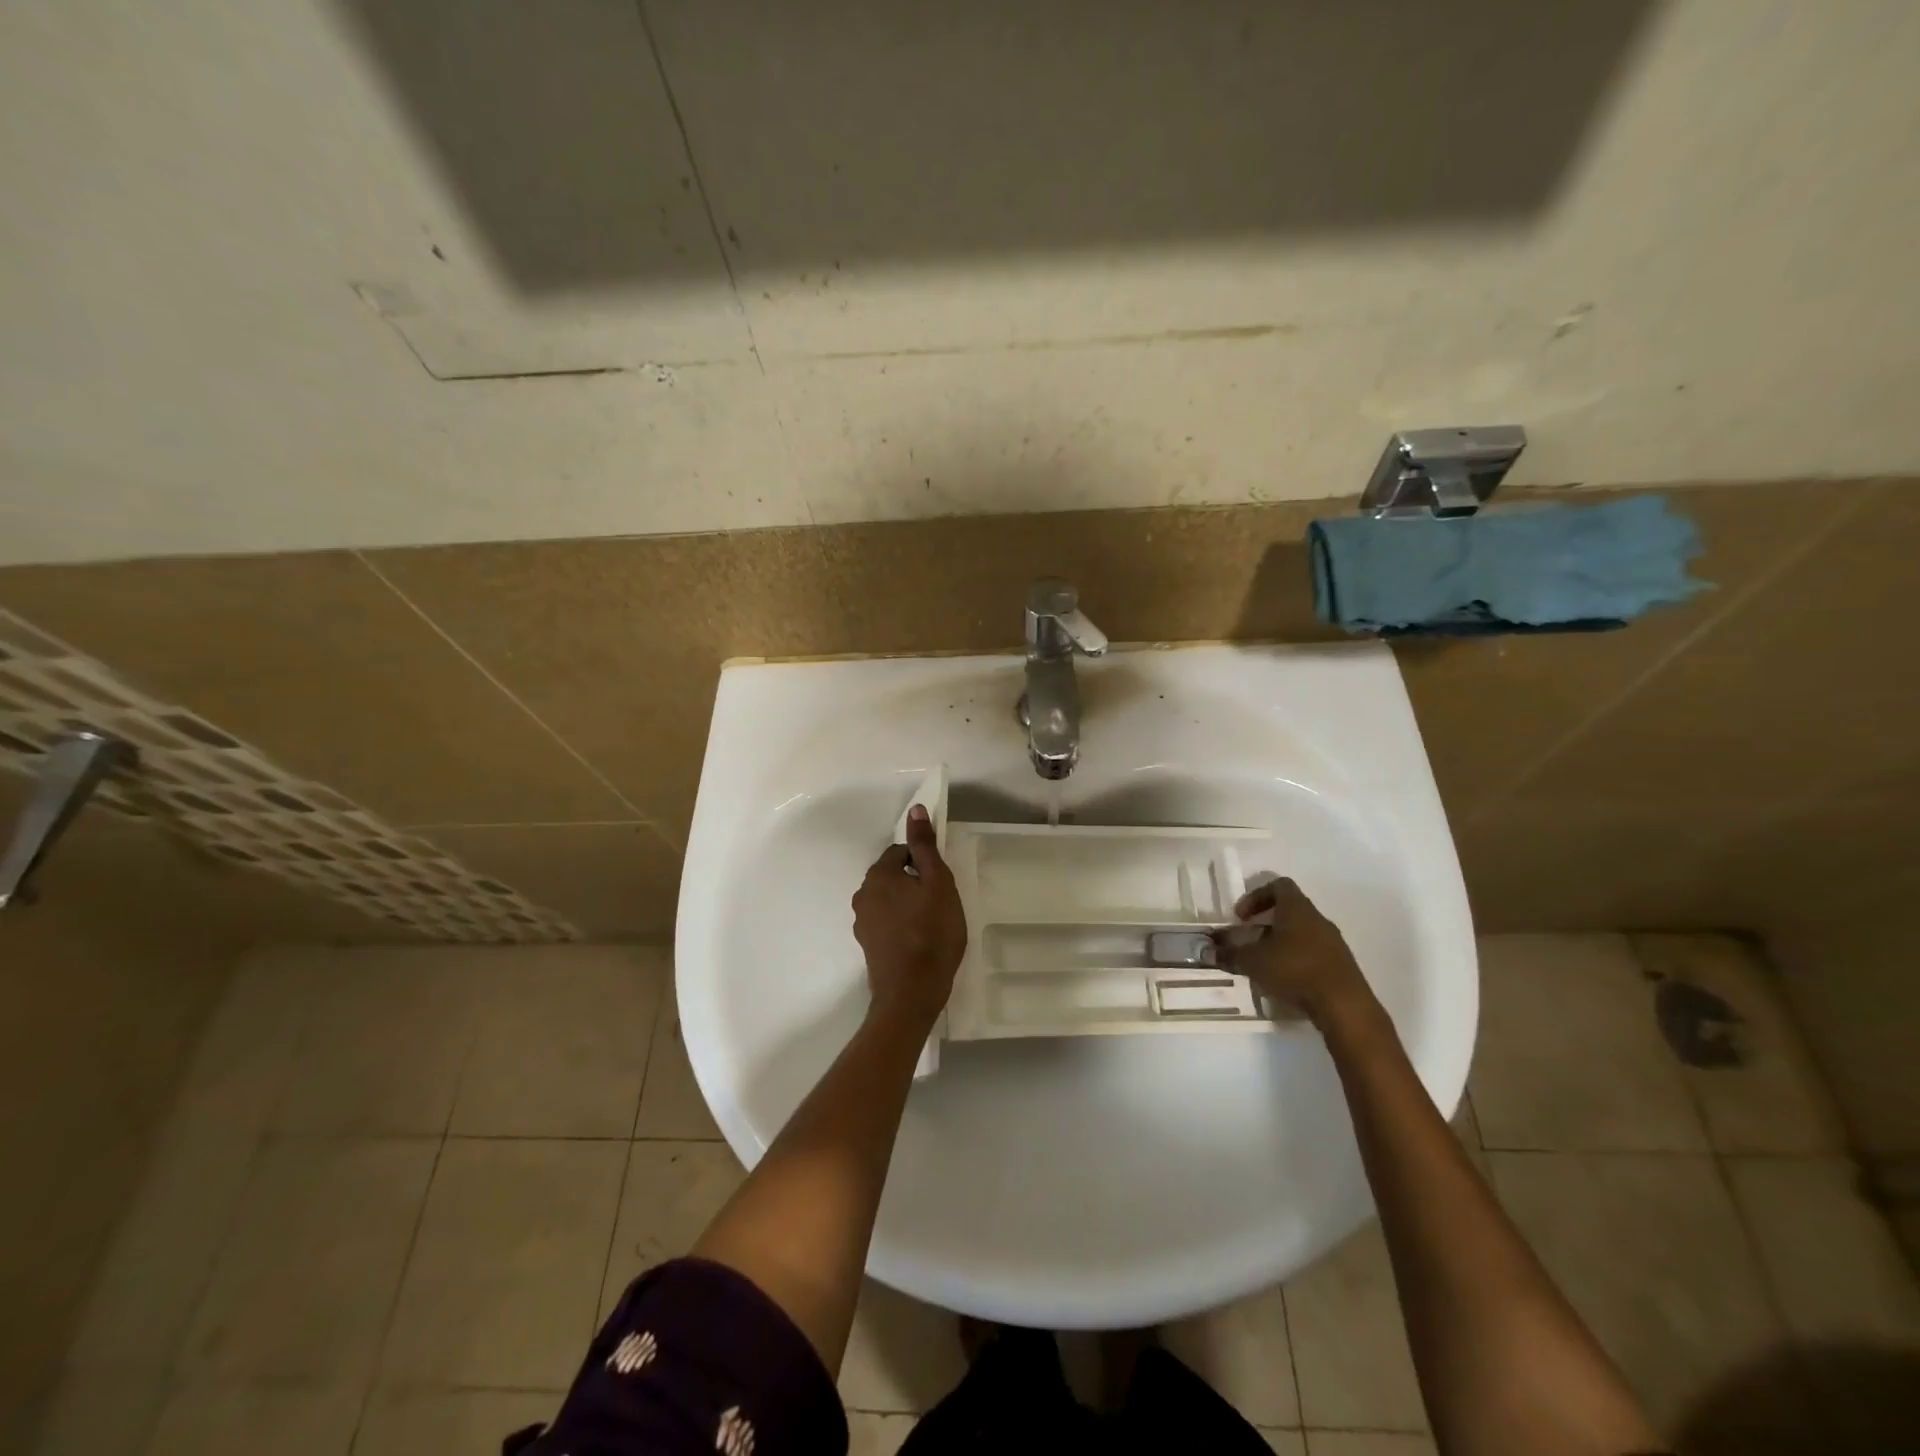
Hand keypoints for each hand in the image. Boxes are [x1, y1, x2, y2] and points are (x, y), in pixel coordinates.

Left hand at [851, 805, 966, 1033]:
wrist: (911, 994)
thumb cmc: (931, 933)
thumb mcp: (938, 883)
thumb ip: (925, 846)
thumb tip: (914, 809)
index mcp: (878, 875)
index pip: (902, 853)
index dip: (924, 864)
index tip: (941, 883)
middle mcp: (862, 895)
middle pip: (893, 876)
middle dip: (915, 883)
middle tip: (940, 904)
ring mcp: (862, 922)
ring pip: (890, 900)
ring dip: (907, 905)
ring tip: (931, 924)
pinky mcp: (867, 945)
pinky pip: (887, 923)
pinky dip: (901, 925)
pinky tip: (918, 941)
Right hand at [1213, 877, 1369, 1022]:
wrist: (1344, 1005)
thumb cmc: (1295, 970)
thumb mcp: (1254, 962)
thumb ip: (1229, 954)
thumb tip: (1208, 951)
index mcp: (1297, 908)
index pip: (1278, 885)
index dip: (1256, 896)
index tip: (1241, 916)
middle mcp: (1317, 919)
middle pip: (1290, 909)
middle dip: (1266, 922)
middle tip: (1249, 938)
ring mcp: (1333, 942)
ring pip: (1302, 932)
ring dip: (1281, 941)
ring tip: (1264, 963)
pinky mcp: (1341, 964)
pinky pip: (1313, 952)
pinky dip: (1296, 959)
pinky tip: (1285, 980)